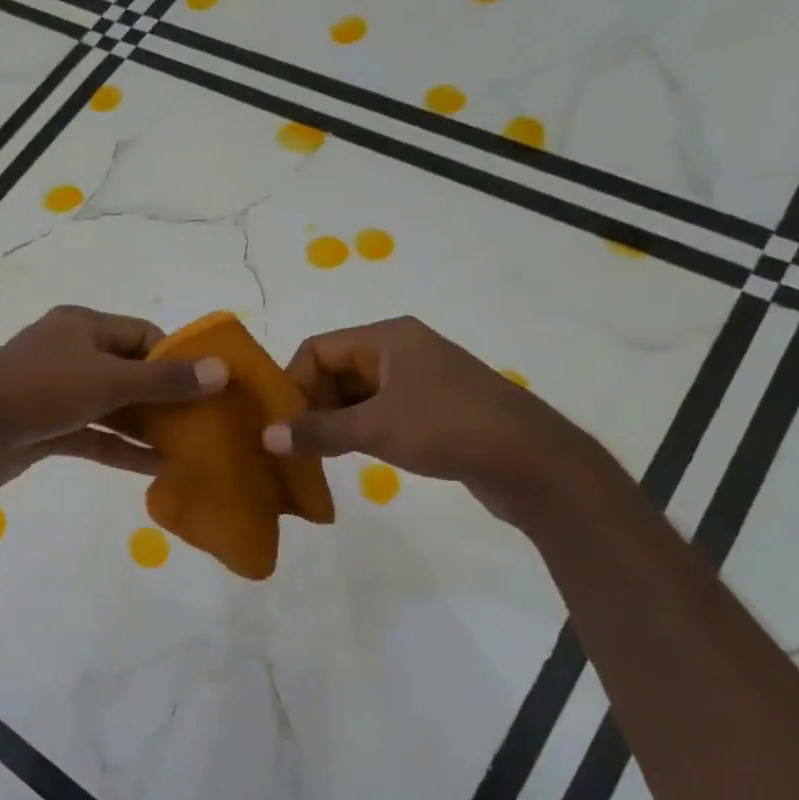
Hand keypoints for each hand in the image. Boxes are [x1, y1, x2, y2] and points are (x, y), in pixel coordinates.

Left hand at [0, 305, 227, 494]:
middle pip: (129, 373)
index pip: (142, 335)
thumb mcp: (110, 381)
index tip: (207, 385)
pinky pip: (93, 435)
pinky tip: (155, 468)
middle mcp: (70, 354)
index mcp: (82, 327)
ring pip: (112, 408)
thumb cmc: (43, 391)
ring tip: (188, 449)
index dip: (176, 358)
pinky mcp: (47, 428)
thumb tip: (221, 371)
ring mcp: (57, 393)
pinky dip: (120, 449)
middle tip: (203, 423)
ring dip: (146, 428)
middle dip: (164, 399)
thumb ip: (164, 381)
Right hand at [262, 316, 602, 524]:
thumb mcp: (374, 429)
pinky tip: (351, 455)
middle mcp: (401, 350)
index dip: (293, 383)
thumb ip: (317, 431)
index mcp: (387, 338)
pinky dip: (358, 429)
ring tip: (318, 454)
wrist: (531, 460)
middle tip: (298, 443)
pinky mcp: (432, 407)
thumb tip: (267, 436)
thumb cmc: (447, 429)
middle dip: (311, 404)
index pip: (318, 349)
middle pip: (335, 369)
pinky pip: (379, 410)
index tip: (284, 423)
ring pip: (356, 393)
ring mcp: (419, 379)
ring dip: (333, 420)